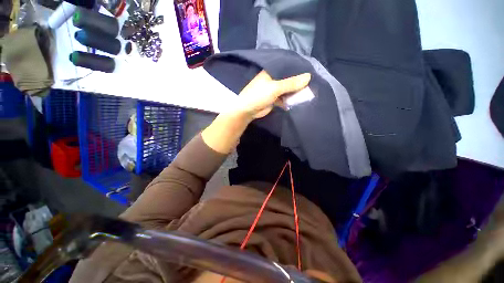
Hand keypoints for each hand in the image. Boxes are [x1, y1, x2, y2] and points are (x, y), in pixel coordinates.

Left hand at [232, 70, 311, 119]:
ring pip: (287, 90)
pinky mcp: (273, 99)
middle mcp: (273, 79)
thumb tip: (308, 76)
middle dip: (298, 83)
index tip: (310, 72)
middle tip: (311, 84)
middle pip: (288, 80)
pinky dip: (290, 100)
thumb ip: (291, 83)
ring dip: (294, 92)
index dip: (298, 70)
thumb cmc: (259, 95)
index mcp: (271, 72)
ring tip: (307, 93)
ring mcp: (273, 90)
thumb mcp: (275, 88)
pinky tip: (298, 101)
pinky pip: (284, 98)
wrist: (247, 111)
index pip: (287, 68)